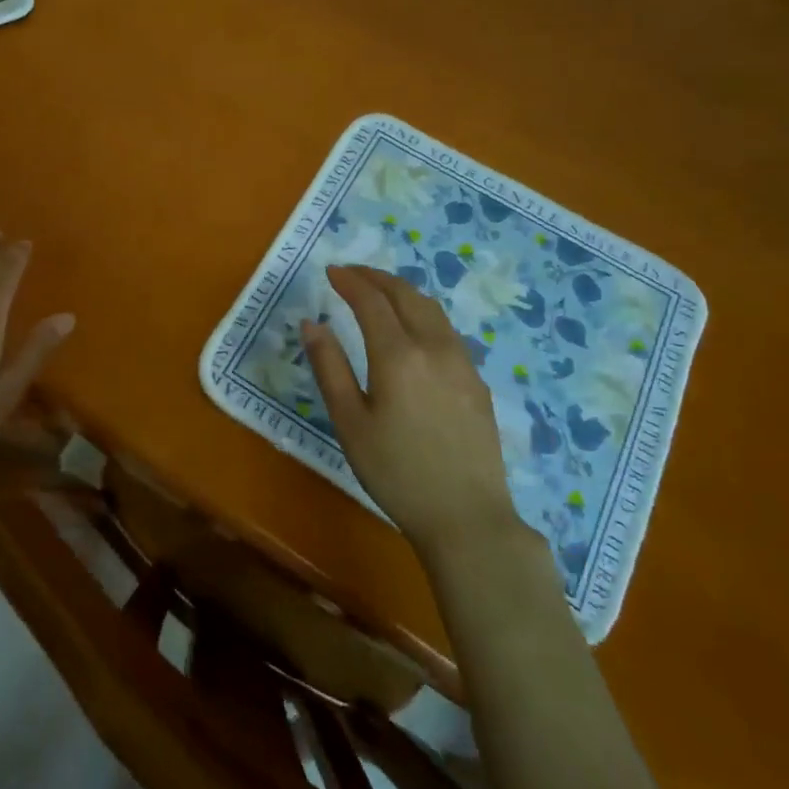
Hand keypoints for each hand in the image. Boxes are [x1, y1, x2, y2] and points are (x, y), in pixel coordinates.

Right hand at [302, 265, 516, 556]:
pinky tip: (414, 331)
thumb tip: (311, 323)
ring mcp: (462, 363)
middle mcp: (434, 347)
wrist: (466, 517)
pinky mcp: (477, 382)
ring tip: (381, 293)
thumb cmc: (395, 471)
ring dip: (403, 292)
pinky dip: (423, 314)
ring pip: (432, 309)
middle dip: (377, 278)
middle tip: (352, 274)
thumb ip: (329, 367)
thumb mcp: (349, 422)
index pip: (371, 301)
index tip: (331, 271)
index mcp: (398, 355)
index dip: (350, 281)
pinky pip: (447, 331)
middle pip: (406, 295)